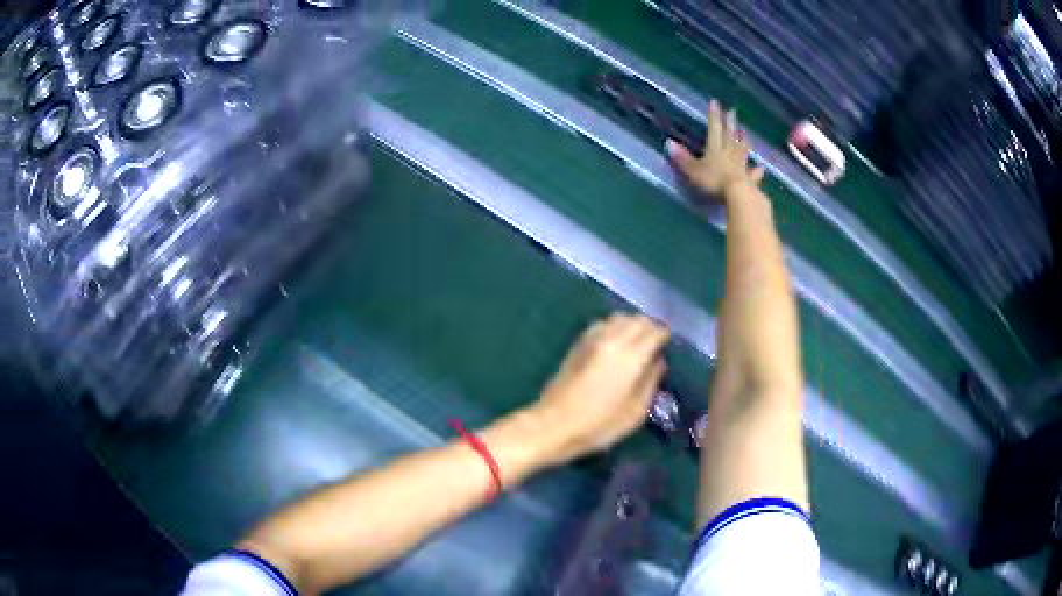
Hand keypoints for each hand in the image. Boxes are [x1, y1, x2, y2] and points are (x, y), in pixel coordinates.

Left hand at [531, 313, 669, 463]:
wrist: (554, 424)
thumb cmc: (599, 424)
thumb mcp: (636, 411)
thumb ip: (651, 381)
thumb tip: (658, 362)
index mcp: (632, 356)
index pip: (656, 331)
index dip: (665, 336)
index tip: (669, 346)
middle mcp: (613, 339)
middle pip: (638, 319)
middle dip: (651, 328)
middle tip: (655, 344)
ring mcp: (593, 338)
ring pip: (620, 318)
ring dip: (632, 325)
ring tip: (636, 342)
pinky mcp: (578, 343)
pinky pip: (602, 324)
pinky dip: (614, 327)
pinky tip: (615, 343)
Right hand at [667, 101, 764, 196]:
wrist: (738, 193)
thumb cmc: (714, 180)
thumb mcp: (693, 170)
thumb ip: (683, 158)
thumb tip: (669, 143)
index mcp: (715, 148)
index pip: (714, 128)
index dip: (714, 116)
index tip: (715, 103)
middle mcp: (729, 152)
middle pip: (730, 135)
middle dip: (730, 122)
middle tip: (732, 111)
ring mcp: (741, 165)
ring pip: (742, 149)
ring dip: (744, 140)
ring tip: (745, 132)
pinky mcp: (750, 179)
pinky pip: (752, 172)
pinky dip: (756, 169)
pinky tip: (760, 167)